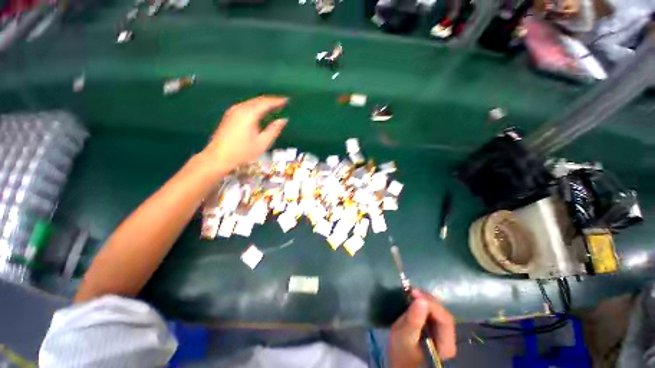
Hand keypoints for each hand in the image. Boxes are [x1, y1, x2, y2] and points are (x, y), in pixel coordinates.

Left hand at [201, 95, 287, 175]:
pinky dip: (256, 106)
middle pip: (258, 100)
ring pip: (251, 102)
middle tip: (282, 102)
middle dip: (271, 100)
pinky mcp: (230, 115)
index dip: (277, 101)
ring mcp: (233, 111)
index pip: (266, 103)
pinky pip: (246, 106)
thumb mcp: (262, 143)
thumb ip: (274, 130)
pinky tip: (260, 111)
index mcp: (249, 114)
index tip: (287, 100)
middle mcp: (240, 108)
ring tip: (274, 105)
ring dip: (263, 103)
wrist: (218, 157)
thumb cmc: (242, 152)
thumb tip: (284, 120)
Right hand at [388, 290, 456, 367]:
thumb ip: (413, 320)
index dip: (431, 303)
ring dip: (425, 301)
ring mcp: (442, 334)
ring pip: (438, 312)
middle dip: (428, 300)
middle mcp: (449, 339)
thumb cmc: (402, 354)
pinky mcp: (435, 330)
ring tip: (411, 293)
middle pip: (443, 314)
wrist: (401, 364)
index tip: (413, 292)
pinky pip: (432, 314)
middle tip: (411, 291)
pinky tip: (414, 300)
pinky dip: (423, 305)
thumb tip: (420, 299)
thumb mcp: (403, 337)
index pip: (445, 319)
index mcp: (446, 345)